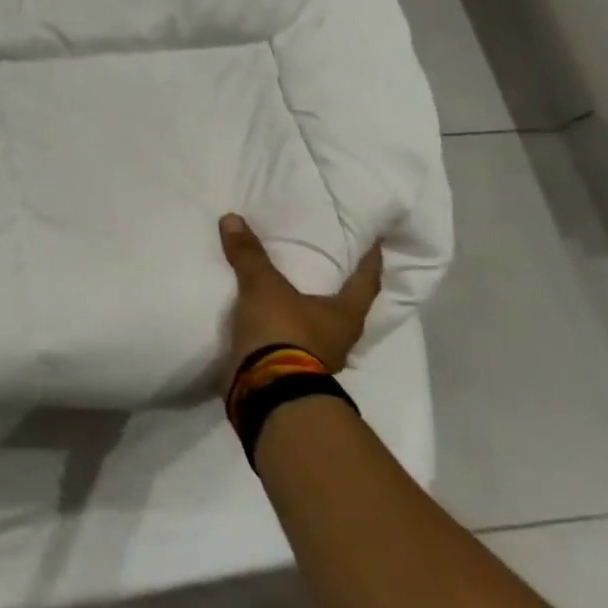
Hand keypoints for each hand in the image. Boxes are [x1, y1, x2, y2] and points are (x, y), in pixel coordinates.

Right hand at [219, 214, 382, 376]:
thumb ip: (249, 255)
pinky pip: (290, 341)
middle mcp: (339, 338)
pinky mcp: (291, 370)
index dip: (370, 260)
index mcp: (345, 316)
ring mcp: (316, 358)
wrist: (265, 390)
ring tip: (289, 287)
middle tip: (325, 260)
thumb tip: (232, 218)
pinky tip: (266, 315)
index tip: (375, 241)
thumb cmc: (282, 333)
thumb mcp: (263, 287)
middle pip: (343, 306)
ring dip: (305, 309)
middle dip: (335, 286)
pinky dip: (281, 327)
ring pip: (316, 326)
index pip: (366, 281)